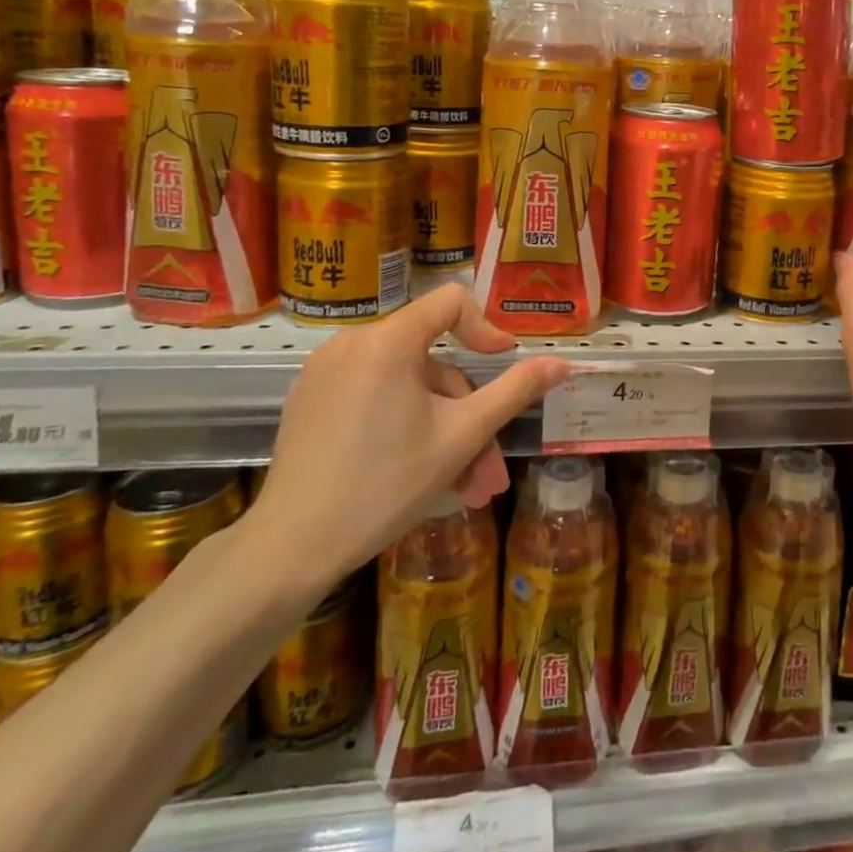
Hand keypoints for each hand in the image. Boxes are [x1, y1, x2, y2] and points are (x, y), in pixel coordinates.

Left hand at [246, 285, 571, 595]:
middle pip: (432, 362)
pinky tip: (416, 473)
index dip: (485, 329)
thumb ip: (515, 391)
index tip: (504, 364)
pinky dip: (403, 424)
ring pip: (406, 387)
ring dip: (441, 430)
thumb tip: (562, 364)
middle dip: (467, 415)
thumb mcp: (463, 436)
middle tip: (486, 472)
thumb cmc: (386, 485)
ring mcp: (325, 371)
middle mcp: (353, 342)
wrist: (291, 548)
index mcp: (389, 340)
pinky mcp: (309, 398)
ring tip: (460, 488)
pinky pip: (373, 396)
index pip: (451, 303)